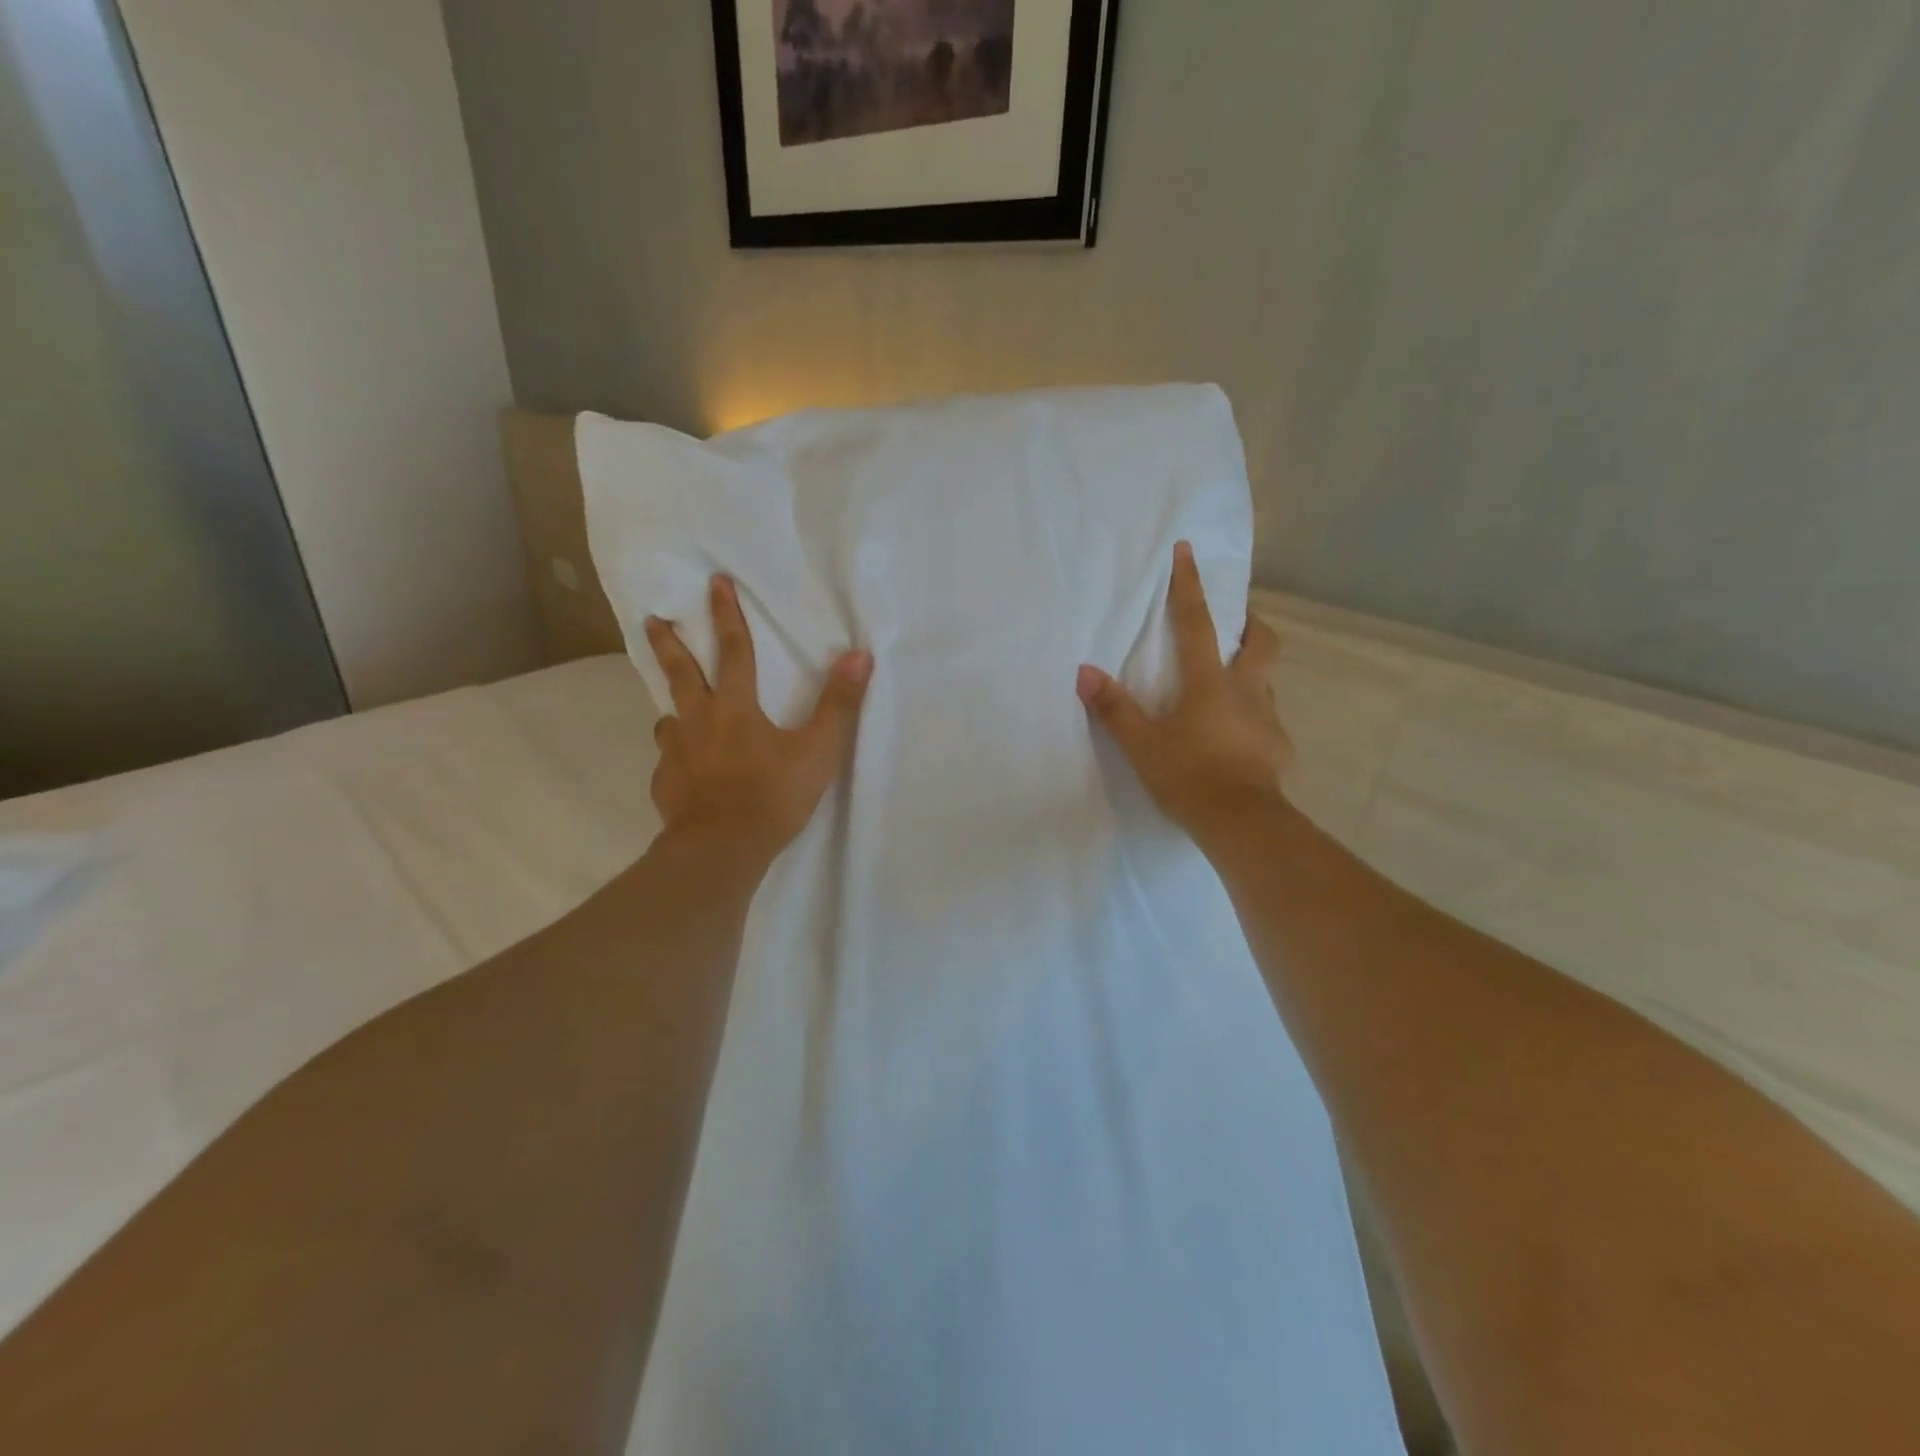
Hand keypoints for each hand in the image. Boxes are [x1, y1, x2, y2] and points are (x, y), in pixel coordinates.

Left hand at [646, 575, 872, 863]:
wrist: (721, 849)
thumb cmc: (772, 796)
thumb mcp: (818, 751)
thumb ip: (839, 705)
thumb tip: (860, 656)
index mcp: (735, 707)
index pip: (733, 650)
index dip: (727, 614)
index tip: (715, 581)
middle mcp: (698, 721)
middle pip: (680, 672)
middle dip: (669, 642)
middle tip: (653, 619)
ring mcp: (675, 753)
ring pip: (668, 717)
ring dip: (672, 705)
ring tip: (675, 709)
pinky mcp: (665, 784)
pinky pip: (668, 760)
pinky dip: (675, 756)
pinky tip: (682, 769)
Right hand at [1077, 542, 1290, 847]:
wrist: (1241, 823)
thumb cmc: (1188, 776)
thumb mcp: (1141, 745)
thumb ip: (1114, 709)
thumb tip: (1085, 672)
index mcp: (1209, 683)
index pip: (1196, 623)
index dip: (1189, 585)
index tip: (1188, 550)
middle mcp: (1245, 691)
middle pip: (1261, 642)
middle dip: (1251, 624)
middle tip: (1238, 624)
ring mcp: (1267, 719)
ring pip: (1266, 682)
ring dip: (1251, 675)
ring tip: (1230, 691)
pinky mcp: (1279, 748)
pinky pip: (1266, 722)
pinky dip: (1252, 720)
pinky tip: (1238, 742)